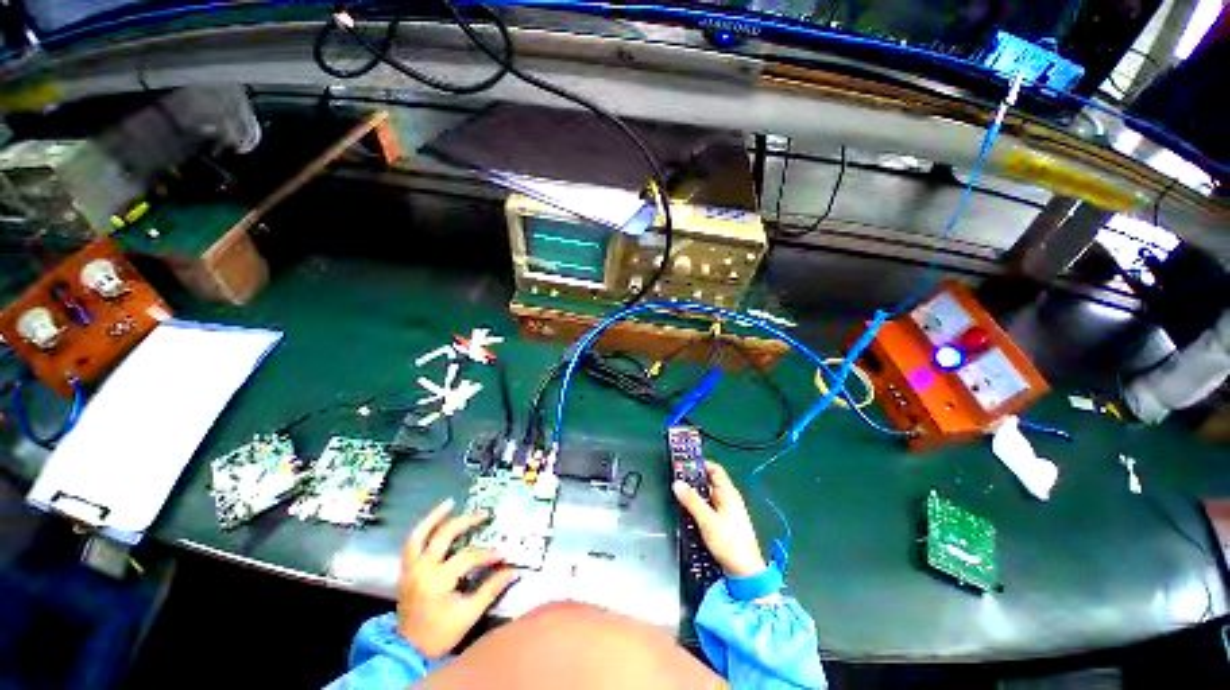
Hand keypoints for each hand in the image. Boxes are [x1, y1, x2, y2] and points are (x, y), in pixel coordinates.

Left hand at [396, 498, 517, 657]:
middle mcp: (421, 569)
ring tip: (449, 503)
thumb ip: (490, 589)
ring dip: (434, 517)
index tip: (503, 555)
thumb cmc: (439, 634)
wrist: (407, 651)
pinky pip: (411, 544)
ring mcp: (410, 569)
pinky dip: (422, 530)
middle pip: (444, 536)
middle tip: (484, 514)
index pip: (467, 557)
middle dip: (466, 522)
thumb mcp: (468, 615)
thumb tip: (513, 571)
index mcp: (437, 580)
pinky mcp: (405, 571)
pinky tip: (433, 522)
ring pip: (419, 535)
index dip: (487, 554)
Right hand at [672, 461, 766, 577]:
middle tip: (676, 479)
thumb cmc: (729, 542)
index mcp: (728, 493)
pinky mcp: (724, 524)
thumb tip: (677, 483)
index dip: (700, 464)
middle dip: (693, 480)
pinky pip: (709, 508)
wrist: (745, 572)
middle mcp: (728, 499)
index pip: (715, 470)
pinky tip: (687, 512)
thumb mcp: (707, 520)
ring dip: (694, 495)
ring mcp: (727, 512)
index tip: (684, 463)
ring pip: (708, 497)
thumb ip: (692, 501)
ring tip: (678, 494)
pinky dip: (698, 506)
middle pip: (709, 483)